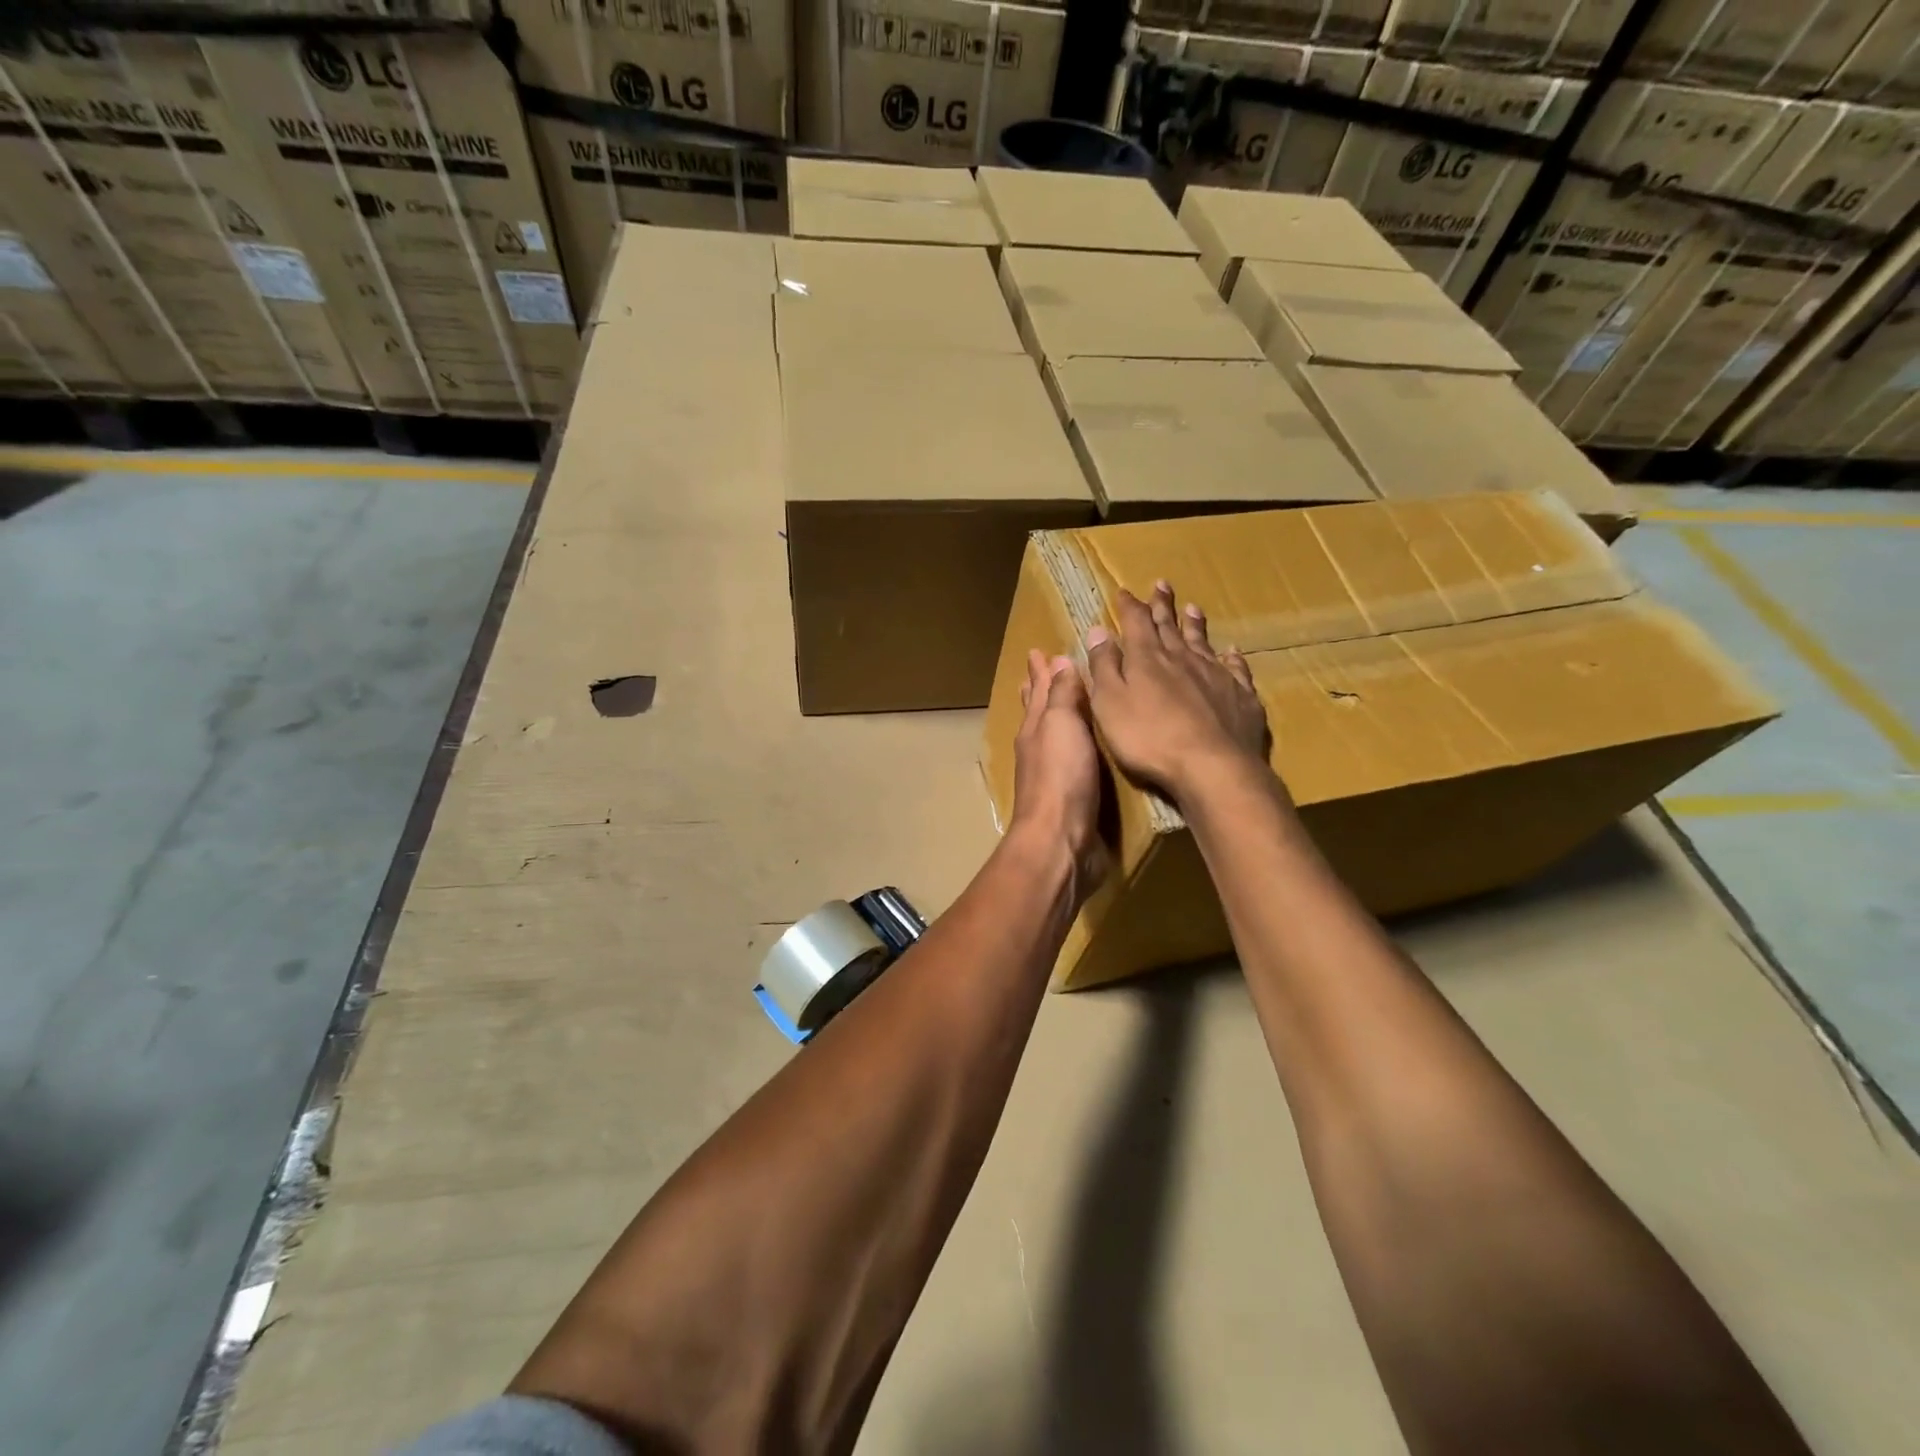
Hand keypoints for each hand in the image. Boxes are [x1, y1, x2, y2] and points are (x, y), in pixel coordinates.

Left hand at [1009, 649, 1106, 899]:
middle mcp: (1041, 749)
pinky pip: (1077, 763)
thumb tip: (1057, 660)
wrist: (1061, 841)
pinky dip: (1082, 748)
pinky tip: (1092, 750)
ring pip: (1057, 737)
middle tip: (1040, 670)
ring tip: (1070, 704)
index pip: (1036, 691)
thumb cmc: (1061, 777)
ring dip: (1061, 717)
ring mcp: (1055, 776)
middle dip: (1040, 690)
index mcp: (1036, 728)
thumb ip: (1061, 695)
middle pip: (1039, 712)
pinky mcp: (1074, 799)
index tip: (1038, 650)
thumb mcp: (1061, 725)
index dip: (1039, 671)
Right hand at [1085, 581, 1270, 804]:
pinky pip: (1236, 669)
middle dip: (1162, 606)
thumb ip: (1104, 666)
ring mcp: (1215, 675)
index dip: (1129, 606)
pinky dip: (1232, 658)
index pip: (1136, 623)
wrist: (1211, 766)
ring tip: (1192, 608)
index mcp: (1147, 659)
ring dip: (1195, 624)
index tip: (1124, 591)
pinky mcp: (1241, 696)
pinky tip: (1232, 652)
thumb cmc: (1148, 738)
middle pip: (1170, 626)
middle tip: (1161, 585)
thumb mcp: (1110, 703)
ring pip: (1202, 642)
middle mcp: (1182, 658)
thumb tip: (1098, 630)